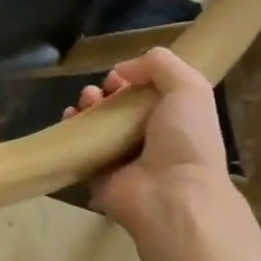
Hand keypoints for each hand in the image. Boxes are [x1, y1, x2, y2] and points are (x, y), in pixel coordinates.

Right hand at [62, 47, 237, 234]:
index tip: (120, 76)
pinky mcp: (97, 174)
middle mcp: (147, 138)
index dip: (131, 78)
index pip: (145, 93)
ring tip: (86, 102)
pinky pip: (79, 146)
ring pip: (96, 123)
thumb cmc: (186, 139)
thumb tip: (122, 69)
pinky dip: (70, 129)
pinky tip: (71, 117)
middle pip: (117, 106)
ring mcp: (121, 157)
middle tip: (102, 91)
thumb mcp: (189, 88)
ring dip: (87, 105)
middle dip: (105, 91)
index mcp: (172, 119)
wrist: (172, 195)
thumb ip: (160, 64)